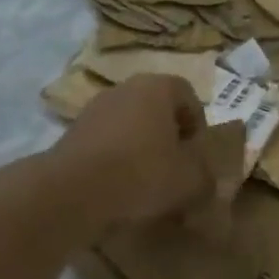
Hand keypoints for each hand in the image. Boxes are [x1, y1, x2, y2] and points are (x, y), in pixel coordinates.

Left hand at [48, 74, 212, 228]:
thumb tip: (205, 178)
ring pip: (131, 124)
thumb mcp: (191, 180)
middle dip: (170, 135)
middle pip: (157, 108)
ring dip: (142, 146)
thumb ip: (206, 175)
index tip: (198, 153)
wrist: (72, 190)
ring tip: (147, 180)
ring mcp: (95, 108)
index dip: (198, 124)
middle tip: (176, 166)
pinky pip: (107, 141)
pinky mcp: (72, 132)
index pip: (189, 95)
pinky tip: (120, 186)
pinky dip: (117, 158)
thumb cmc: (142, 173)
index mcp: (158, 87)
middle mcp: (125, 88)